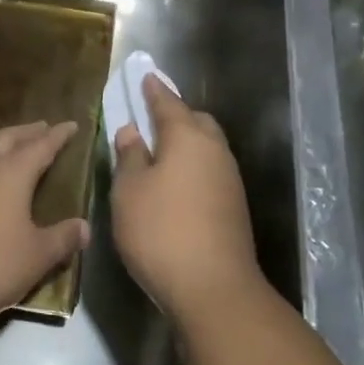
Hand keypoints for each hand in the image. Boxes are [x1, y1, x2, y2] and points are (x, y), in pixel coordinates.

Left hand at [0, 120, 90, 333]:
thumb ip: (61, 239)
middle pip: (8, 138)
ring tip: (13, 149)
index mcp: (11, 173)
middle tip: (43, 127)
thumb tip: (84, 227)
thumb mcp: (35, 257)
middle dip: (28, 132)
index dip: (58, 135)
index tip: (71, 124)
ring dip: (2, 145)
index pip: (41, 146)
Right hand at [110, 76, 262, 326]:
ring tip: (159, 154)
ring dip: (185, 143)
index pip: (168, 103)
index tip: (145, 76)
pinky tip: (176, 184)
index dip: (153, 90)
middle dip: (175, 115)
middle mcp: (214, 150)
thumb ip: (130, 156)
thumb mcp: (129, 191)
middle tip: (149, 119)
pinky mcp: (234, 205)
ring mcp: (229, 178)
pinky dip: (193, 167)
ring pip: (206, 147)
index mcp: (187, 137)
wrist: (214, 288)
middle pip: (196, 121)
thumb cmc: (160, 231)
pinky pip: (210, 170)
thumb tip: (132, 131)